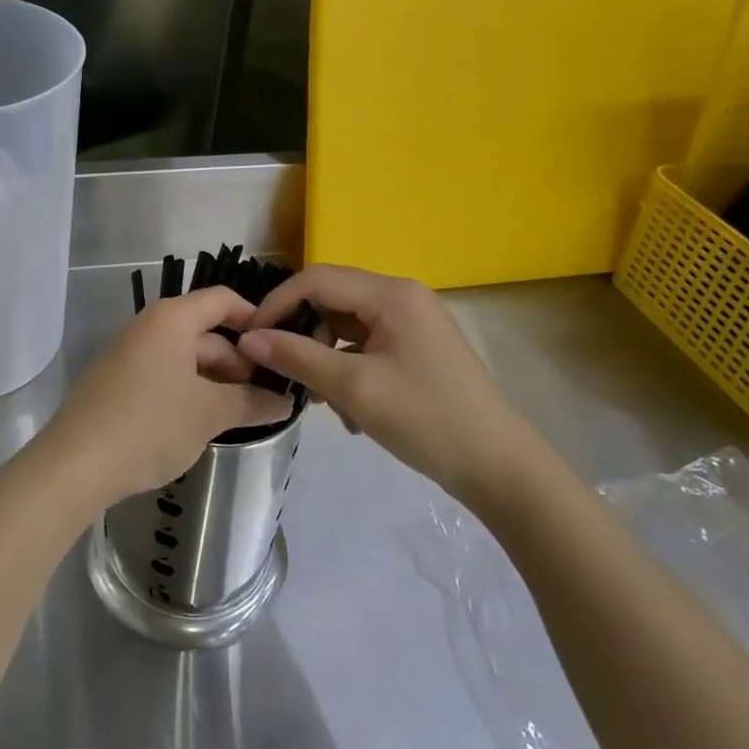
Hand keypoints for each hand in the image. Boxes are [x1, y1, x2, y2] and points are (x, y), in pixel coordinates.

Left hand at [43, 287, 290, 508]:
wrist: (76, 463)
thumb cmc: (150, 424)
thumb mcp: (209, 413)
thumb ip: (251, 402)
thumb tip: (284, 401)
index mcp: (172, 319)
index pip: (223, 300)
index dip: (255, 319)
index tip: (282, 352)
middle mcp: (149, 326)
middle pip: (206, 332)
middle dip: (239, 362)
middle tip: (270, 397)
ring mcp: (130, 354)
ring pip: (185, 357)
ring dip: (216, 381)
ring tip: (244, 414)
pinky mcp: (118, 381)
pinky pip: (165, 375)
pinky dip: (189, 391)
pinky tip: (204, 422)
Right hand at [237, 264, 533, 508]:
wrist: (500, 469)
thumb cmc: (427, 420)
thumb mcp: (355, 389)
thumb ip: (297, 358)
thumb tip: (248, 339)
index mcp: (392, 293)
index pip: (317, 279)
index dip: (278, 303)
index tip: (251, 337)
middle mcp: (401, 296)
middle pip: (331, 299)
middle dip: (302, 333)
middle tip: (281, 370)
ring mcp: (411, 322)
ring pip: (345, 326)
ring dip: (323, 357)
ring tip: (318, 399)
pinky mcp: (415, 348)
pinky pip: (364, 345)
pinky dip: (346, 369)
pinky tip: (347, 410)